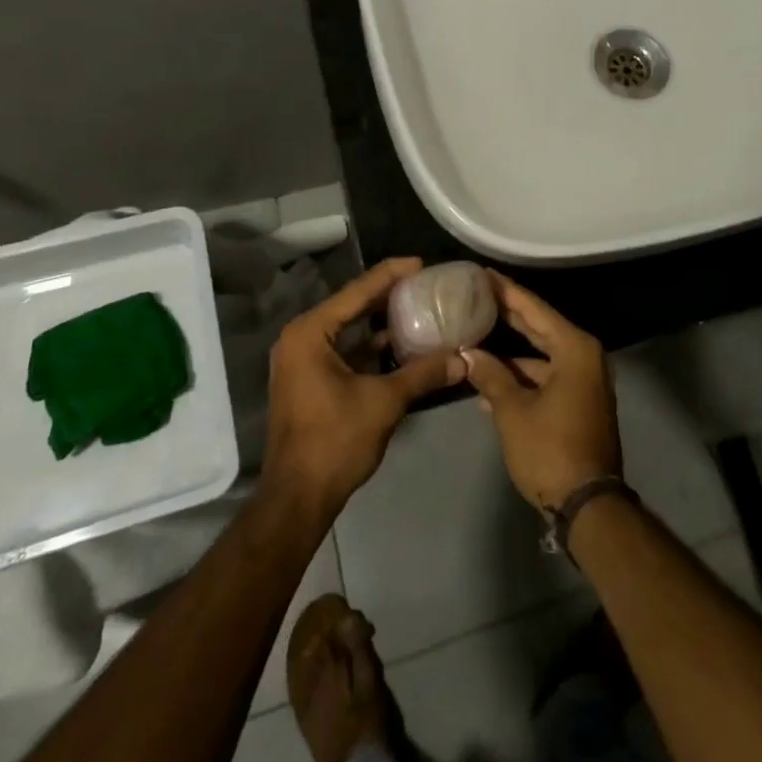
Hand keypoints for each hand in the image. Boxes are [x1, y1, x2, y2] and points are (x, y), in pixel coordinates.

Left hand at [262, 258, 466, 518]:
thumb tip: (463, 358)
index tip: (422, 263)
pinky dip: (370, 345)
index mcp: (311, 333)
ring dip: (380, 320)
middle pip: (351, 305)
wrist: (298, 498)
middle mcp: (301, 338)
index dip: (391, 274)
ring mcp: (302, 360)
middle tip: (425, 283)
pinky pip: (344, 349)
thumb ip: (423, 373)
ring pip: (348, 329)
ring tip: (418, 307)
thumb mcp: (384, 402)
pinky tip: (401, 344)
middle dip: (387, 294)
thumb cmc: (335, 441)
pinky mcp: (309, 380)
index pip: (357, 291)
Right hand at [463, 272, 620, 511]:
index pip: (534, 308)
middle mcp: (584, 356)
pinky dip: (522, 377)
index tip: (483, 273)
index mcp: (574, 348)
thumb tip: (469, 354)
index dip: (506, 290)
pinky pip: (547, 376)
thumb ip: (491, 376)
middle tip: (477, 295)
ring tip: (474, 338)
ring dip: (510, 352)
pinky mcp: (579, 402)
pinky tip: (489, 382)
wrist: (588, 506)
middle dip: (508, 314)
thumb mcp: (513, 411)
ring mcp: (584, 380)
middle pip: (539, 327)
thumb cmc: (550, 450)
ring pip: (541, 354)